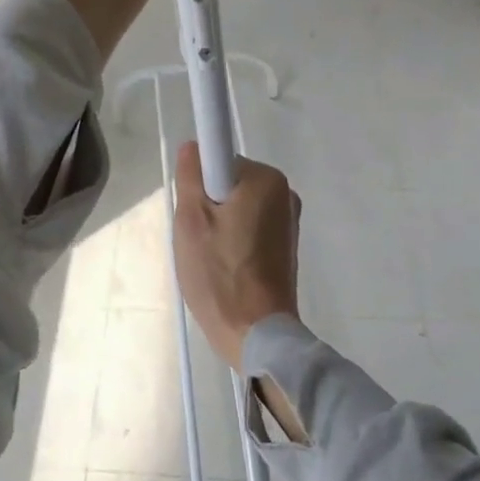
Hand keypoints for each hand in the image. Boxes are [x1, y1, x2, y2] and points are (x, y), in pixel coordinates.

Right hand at [172, 141, 300, 369]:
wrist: (257, 334)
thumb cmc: (220, 273)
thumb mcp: (191, 220)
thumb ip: (190, 175)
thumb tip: (194, 146)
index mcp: (266, 179)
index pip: (219, 161)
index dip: (200, 185)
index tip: (195, 214)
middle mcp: (285, 193)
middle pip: (229, 184)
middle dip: (208, 206)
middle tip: (198, 239)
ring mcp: (289, 221)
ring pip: (237, 207)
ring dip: (220, 226)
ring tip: (211, 258)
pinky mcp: (286, 246)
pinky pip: (250, 227)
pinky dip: (235, 241)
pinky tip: (227, 268)